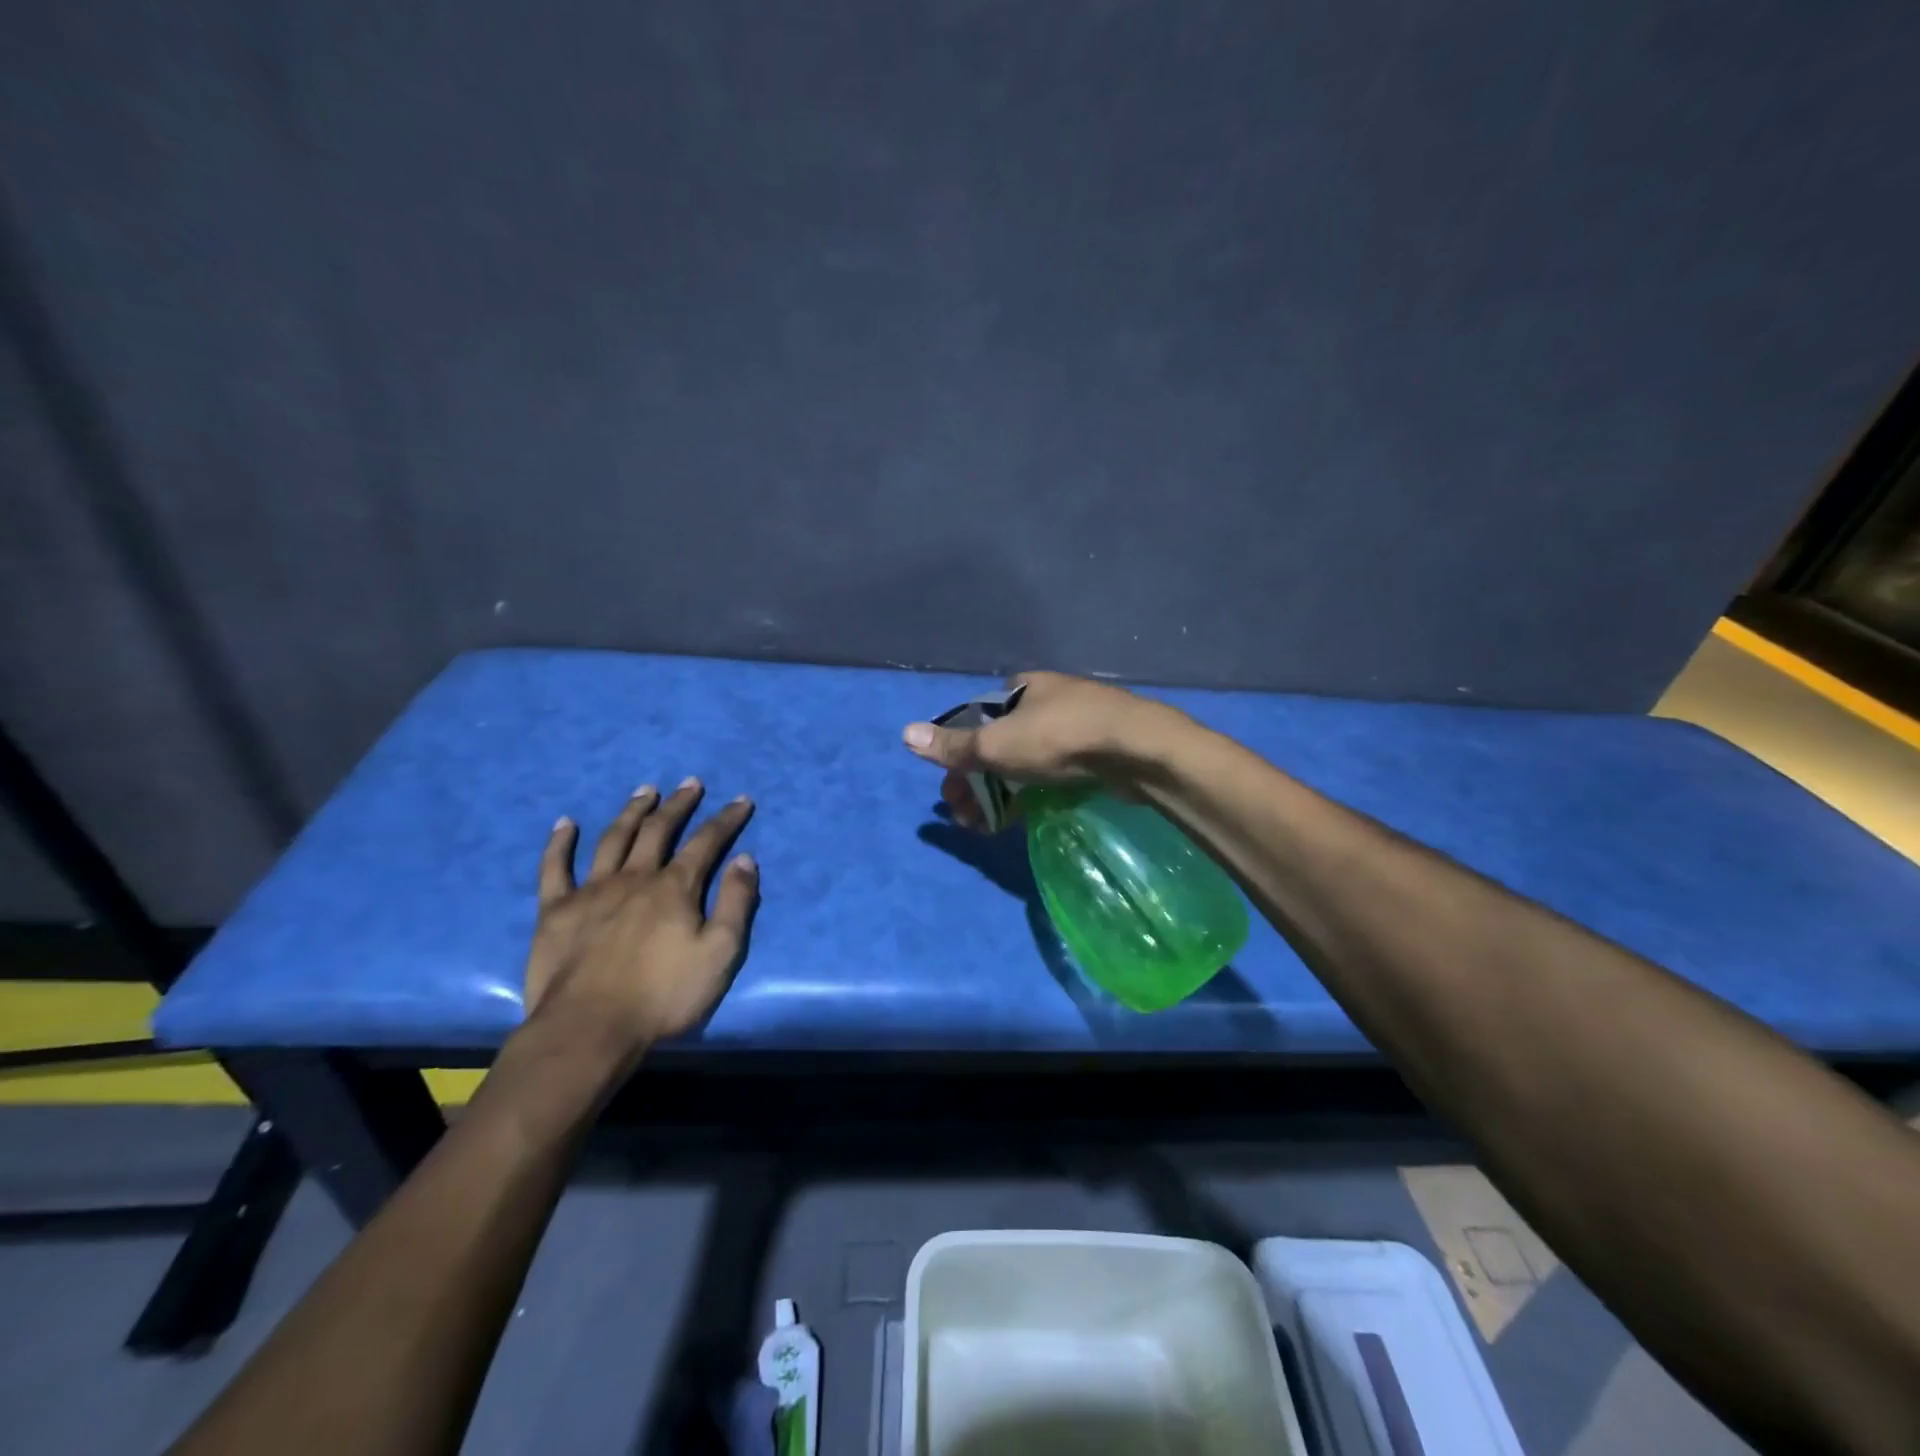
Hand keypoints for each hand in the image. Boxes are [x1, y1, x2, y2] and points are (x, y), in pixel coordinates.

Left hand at [521, 779, 758, 1067]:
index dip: (726, 819)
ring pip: (612, 838)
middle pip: (658, 830)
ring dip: (631, 811)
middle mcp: (634, 877)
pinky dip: (559, 843)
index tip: (741, 800)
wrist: (589, 1029)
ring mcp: (591, 891)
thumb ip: (736, 903)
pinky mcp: (555, 911)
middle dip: (678, 804)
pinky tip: (564, 823)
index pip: (706, 842)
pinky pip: (555, 868)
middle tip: (690, 784)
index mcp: (674, 887)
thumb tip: (745, 859)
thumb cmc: (663, 995)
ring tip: (644, 791)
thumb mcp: (720, 953)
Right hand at [900, 671, 1181, 827]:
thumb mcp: (997, 744)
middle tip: (968, 819)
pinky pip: (1054, 771)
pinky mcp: (1097, 750)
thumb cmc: (1059, 739)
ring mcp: (1076, 723)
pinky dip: (1033, 791)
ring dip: (1002, 792)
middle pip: (999, 744)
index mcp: (1020, 689)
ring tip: (990, 827)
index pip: (975, 722)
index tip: (952, 794)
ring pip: (1026, 760)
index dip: (958, 759)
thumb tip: (905, 734)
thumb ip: (953, 746)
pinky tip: (1027, 814)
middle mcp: (1046, 700)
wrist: (1136, 749)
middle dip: (978, 782)